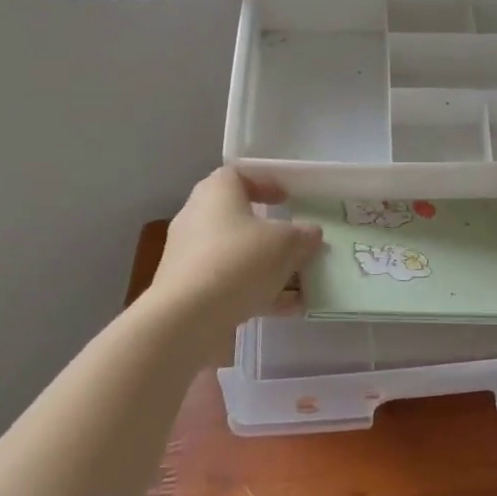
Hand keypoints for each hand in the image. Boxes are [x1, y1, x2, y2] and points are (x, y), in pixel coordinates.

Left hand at [137, 169, 323, 351]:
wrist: (186, 320)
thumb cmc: (238, 261)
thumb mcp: (286, 243)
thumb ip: (303, 236)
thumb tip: (310, 234)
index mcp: (216, 194)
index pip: (237, 175)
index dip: (264, 183)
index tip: (287, 199)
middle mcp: (197, 219)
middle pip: (238, 218)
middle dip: (270, 233)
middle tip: (296, 243)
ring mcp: (190, 257)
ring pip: (236, 255)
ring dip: (268, 267)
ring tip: (300, 283)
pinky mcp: (188, 291)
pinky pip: (228, 284)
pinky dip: (255, 291)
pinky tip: (286, 309)